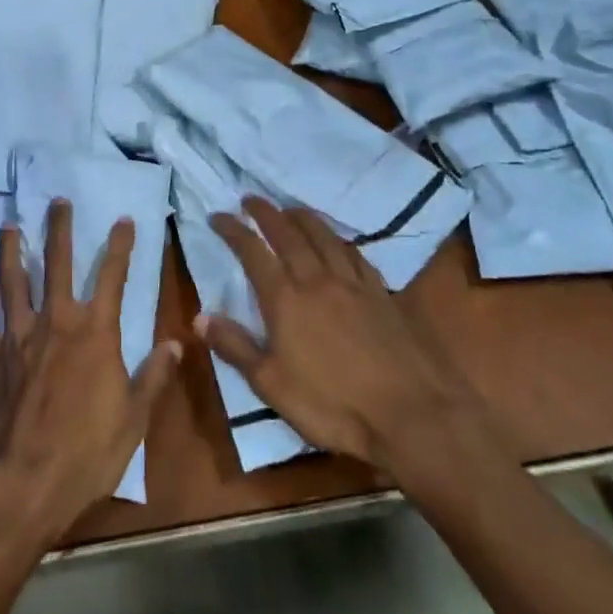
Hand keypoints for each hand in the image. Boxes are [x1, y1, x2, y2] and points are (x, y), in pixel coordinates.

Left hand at [0, 199, 180, 545]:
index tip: (124, 220)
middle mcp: (55, 323)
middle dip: (60, 229)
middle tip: (57, 200)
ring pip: (13, 282)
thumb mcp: (134, 419)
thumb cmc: (86, 454)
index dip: (120, 246)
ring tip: (11, 227)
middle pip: (57, 265)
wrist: (22, 483)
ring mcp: (16, 338)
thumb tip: (175, 342)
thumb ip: (153, 376)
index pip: (112, 278)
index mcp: (95, 334)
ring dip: (13, 252)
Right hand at [201, 197, 502, 497]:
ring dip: (303, 217)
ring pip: (324, 236)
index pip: (252, 252)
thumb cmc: (334, 406)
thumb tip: (199, 316)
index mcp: (285, 300)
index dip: (233, 230)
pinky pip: (355, 254)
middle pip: (288, 234)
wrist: (413, 414)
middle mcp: (317, 280)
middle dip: (266, 213)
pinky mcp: (383, 294)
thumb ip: (236, 347)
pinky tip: (338, 242)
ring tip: (290, 208)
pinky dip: (339, 240)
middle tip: (251, 198)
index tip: (218, 215)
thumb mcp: (272, 385)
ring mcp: (354, 284)